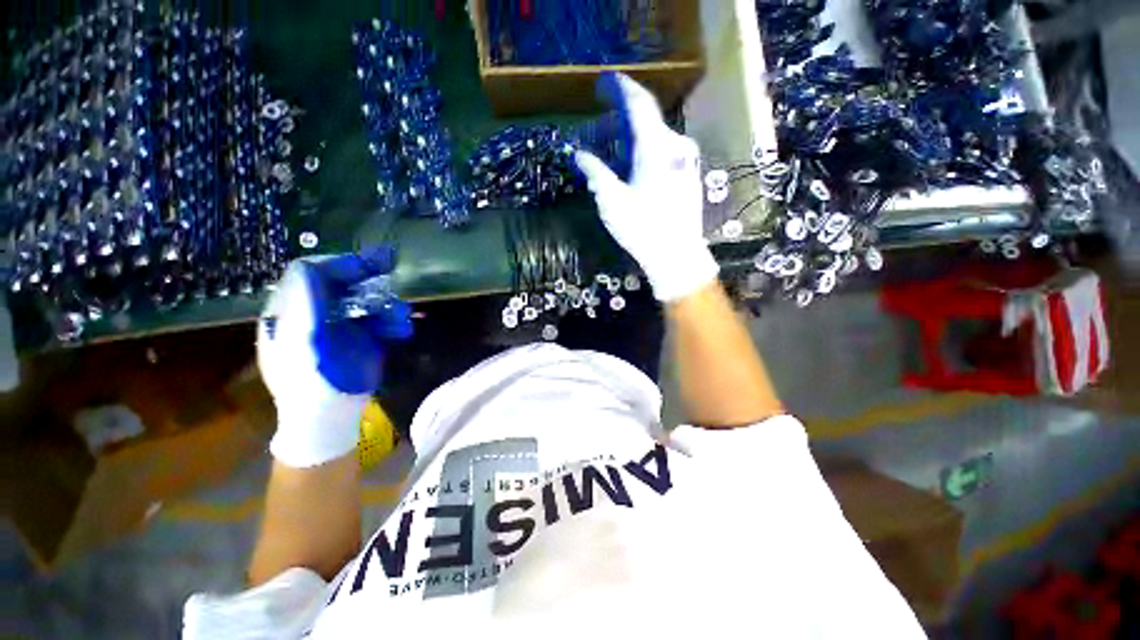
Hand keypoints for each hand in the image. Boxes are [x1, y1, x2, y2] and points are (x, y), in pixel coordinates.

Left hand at [257, 247, 411, 467]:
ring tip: (401, 315)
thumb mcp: (299, 344)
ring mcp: (342, 326)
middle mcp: (317, 313)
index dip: (339, 265)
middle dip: (368, 279)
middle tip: (392, 270)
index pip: (312, 274)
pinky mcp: (364, 338)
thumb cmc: (308, 384)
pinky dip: (394, 321)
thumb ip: (302, 307)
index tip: (368, 263)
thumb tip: (308, 268)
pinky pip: (381, 320)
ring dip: (386, 303)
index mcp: (293, 311)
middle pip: (343, 284)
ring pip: (367, 301)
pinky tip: (403, 329)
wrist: (329, 417)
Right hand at [575, 72, 718, 302]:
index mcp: (656, 147)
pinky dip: (646, 150)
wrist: (677, 255)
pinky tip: (633, 164)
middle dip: (623, 115)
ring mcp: (685, 161)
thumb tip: (578, 154)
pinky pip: (665, 152)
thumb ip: (595, 172)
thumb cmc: (643, 228)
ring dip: (633, 136)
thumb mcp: (612, 201)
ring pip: (656, 137)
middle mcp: (675, 146)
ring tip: (613, 145)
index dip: (621, 88)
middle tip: (601, 119)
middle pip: (647, 119)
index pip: (638, 103)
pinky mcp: (688, 176)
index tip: (605, 80)